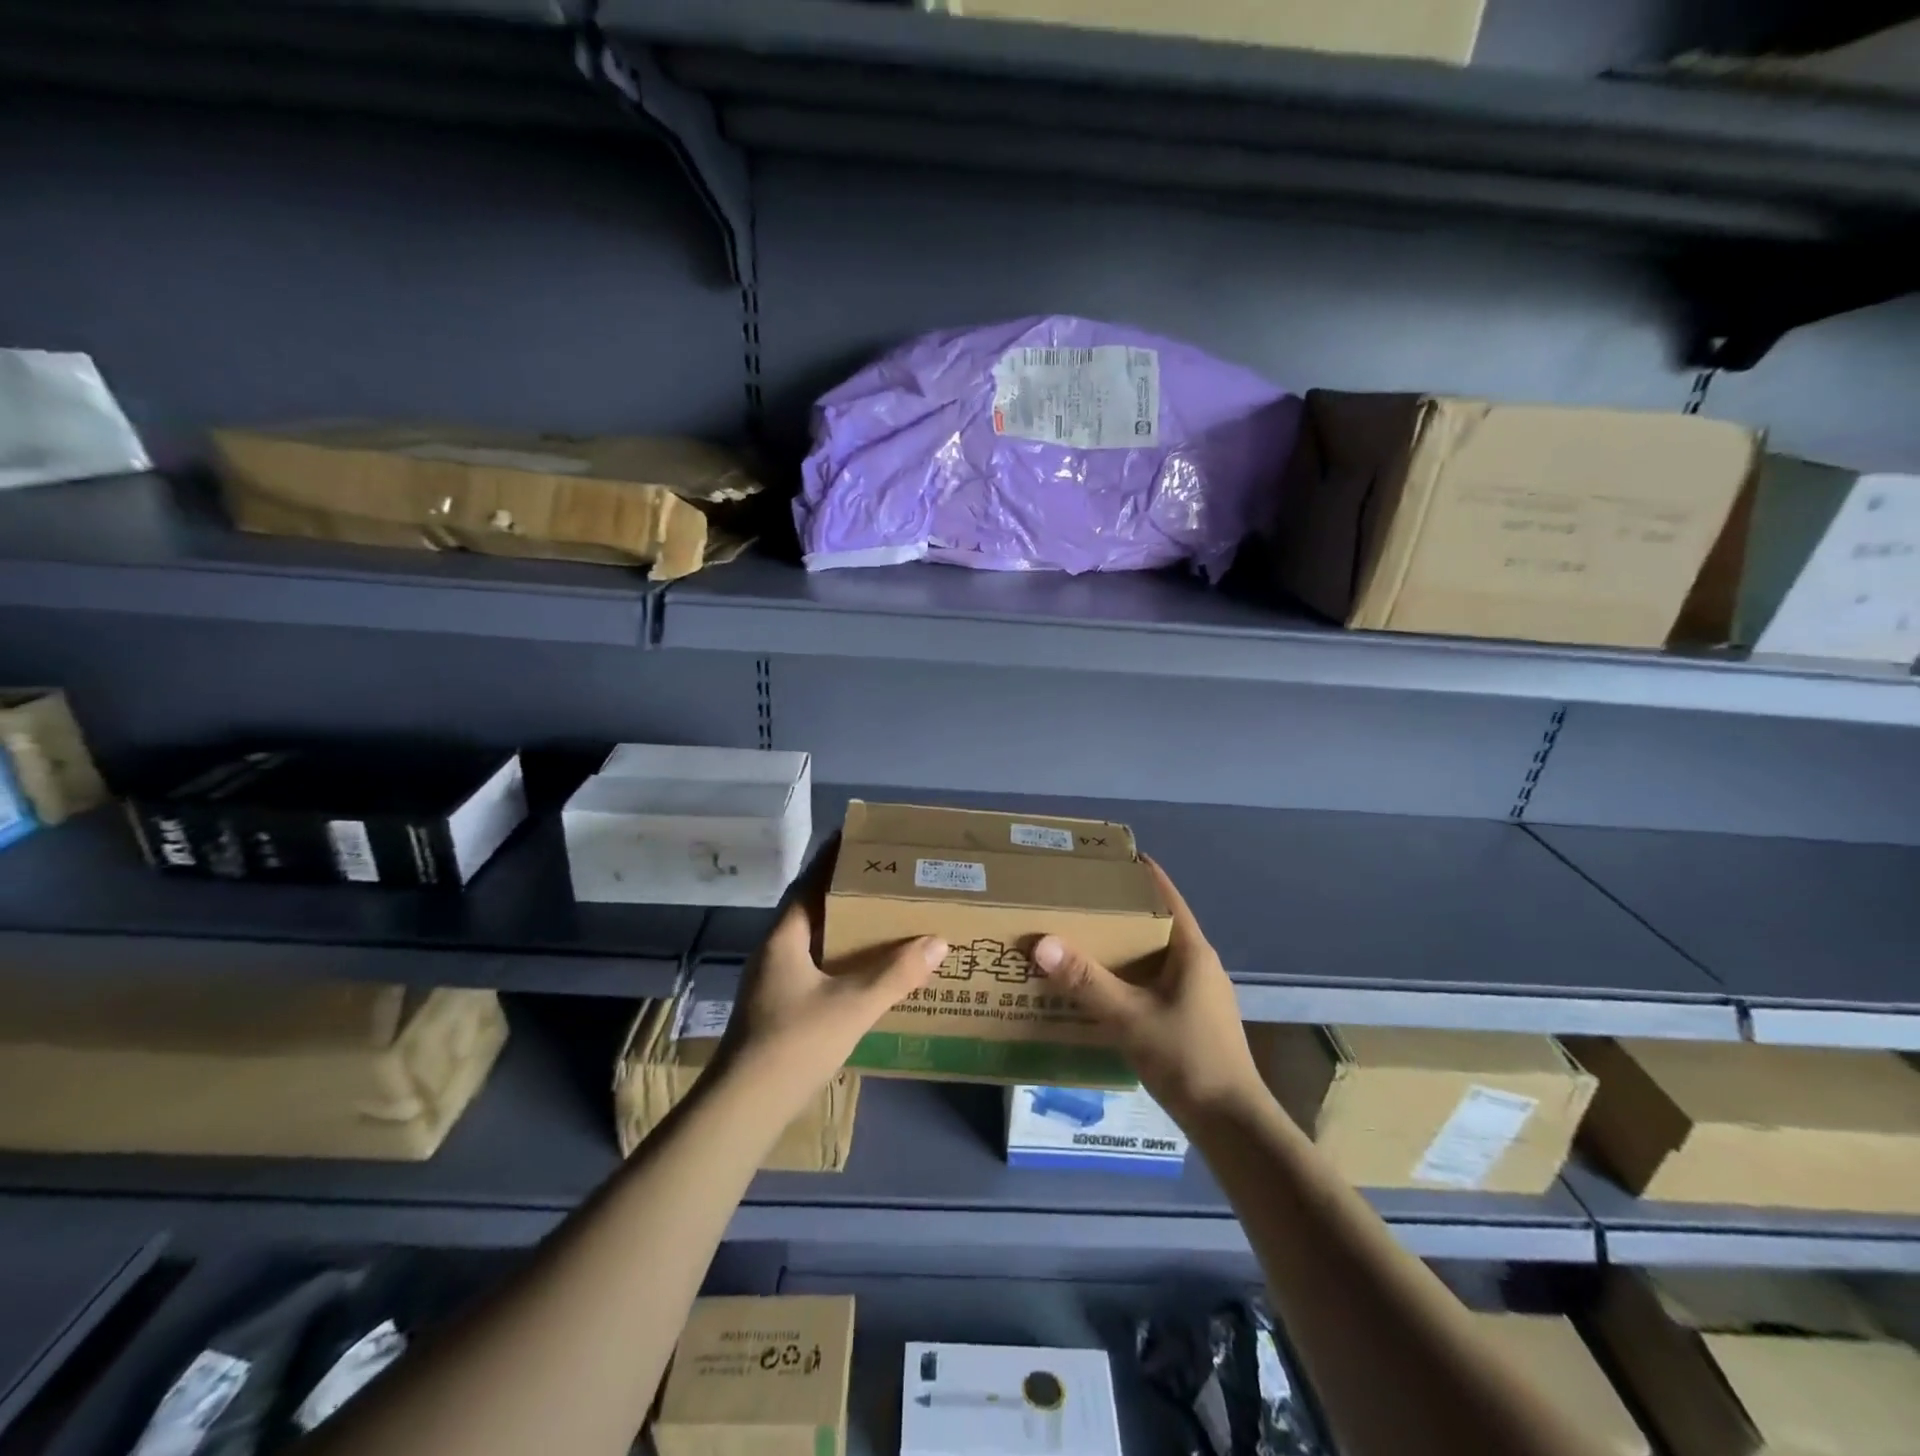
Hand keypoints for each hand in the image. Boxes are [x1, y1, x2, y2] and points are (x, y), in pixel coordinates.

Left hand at [719, 842, 946, 1103]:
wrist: (744, 1108)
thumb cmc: (794, 1043)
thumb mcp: (852, 1005)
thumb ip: (896, 974)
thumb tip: (937, 941)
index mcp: (785, 937)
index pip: (809, 884)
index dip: (831, 859)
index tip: (857, 837)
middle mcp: (776, 952)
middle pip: (813, 909)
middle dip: (845, 892)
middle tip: (885, 878)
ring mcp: (774, 982)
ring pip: (814, 941)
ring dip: (844, 928)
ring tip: (882, 917)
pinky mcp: (779, 1008)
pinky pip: (816, 967)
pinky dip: (841, 959)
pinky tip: (865, 970)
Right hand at [1033, 857, 1264, 1123]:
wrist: (1232, 1125)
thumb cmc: (1187, 1059)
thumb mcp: (1130, 1017)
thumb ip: (1086, 981)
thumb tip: (1042, 942)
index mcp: (1192, 951)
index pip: (1166, 896)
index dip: (1139, 872)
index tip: (1105, 858)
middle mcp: (1198, 964)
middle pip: (1156, 923)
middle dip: (1119, 911)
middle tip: (1077, 900)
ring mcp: (1197, 993)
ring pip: (1153, 956)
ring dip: (1122, 946)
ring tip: (1080, 938)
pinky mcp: (1191, 1018)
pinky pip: (1154, 982)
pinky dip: (1127, 976)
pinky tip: (1100, 987)